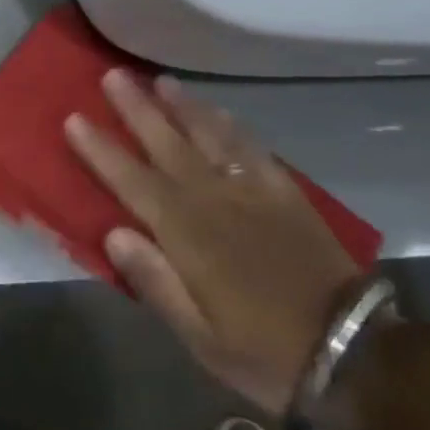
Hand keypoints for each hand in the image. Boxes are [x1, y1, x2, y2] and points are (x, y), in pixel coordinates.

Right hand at [65, 71, 362, 414]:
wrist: (355, 354)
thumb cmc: (264, 352)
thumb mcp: (200, 337)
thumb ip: (154, 281)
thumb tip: (113, 233)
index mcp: (187, 235)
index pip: (132, 181)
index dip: (101, 150)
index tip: (75, 118)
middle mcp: (215, 200)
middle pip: (167, 144)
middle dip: (136, 109)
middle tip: (113, 75)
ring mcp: (253, 193)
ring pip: (210, 136)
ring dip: (182, 106)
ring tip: (159, 80)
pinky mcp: (286, 195)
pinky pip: (253, 149)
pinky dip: (232, 126)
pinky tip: (219, 112)